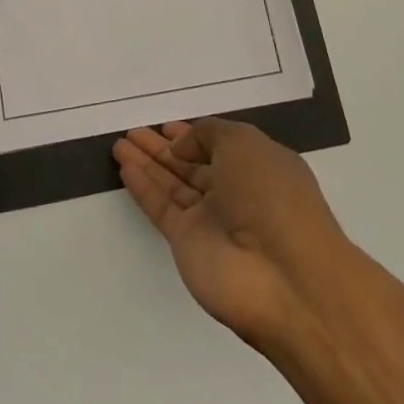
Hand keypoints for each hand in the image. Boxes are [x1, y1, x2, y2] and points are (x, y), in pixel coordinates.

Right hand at [114, 118, 351, 351]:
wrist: (283, 278)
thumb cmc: (271, 195)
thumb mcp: (244, 143)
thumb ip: (208, 134)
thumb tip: (182, 147)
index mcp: (258, 166)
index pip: (218, 146)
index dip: (192, 135)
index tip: (164, 126)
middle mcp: (235, 192)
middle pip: (191, 165)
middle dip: (162, 148)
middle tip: (133, 132)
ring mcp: (211, 220)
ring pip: (172, 184)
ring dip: (147, 163)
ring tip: (119, 145)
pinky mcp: (188, 244)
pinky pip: (161, 208)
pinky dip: (143, 188)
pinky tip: (124, 168)